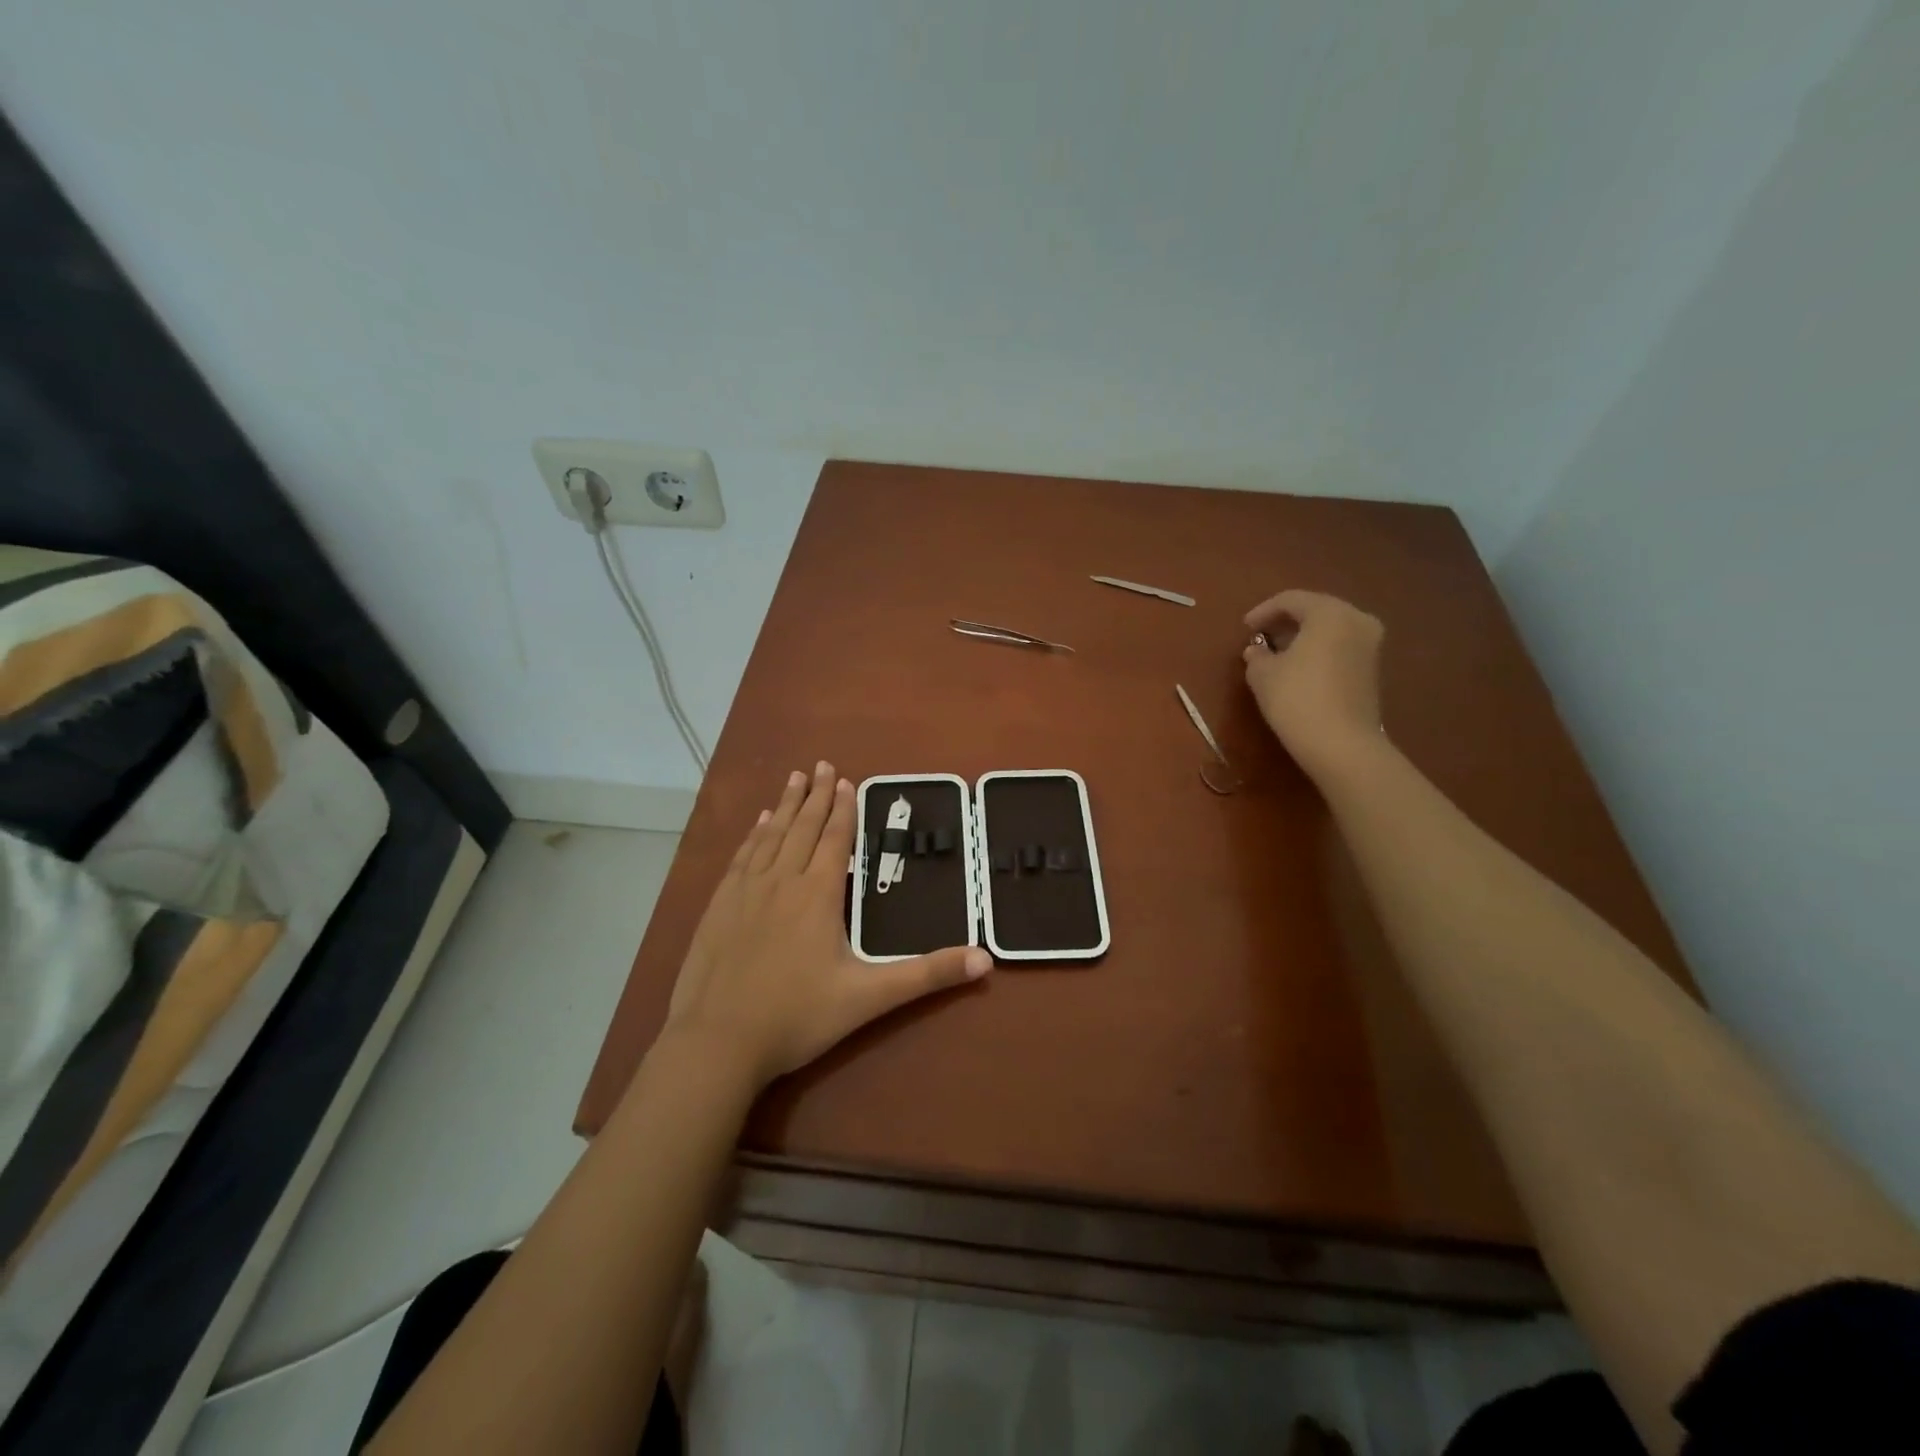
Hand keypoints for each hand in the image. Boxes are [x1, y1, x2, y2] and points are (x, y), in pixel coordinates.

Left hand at [664, 761, 990, 1090]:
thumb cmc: (797, 1017)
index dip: (843, 809)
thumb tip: (986, 959)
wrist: (717, 1043)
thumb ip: (927, 975)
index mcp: (818, 895)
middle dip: (815, 795)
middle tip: (821, 764)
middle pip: (803, 827)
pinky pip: (742, 857)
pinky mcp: (719, 907)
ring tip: (793, 778)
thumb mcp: (869, 997)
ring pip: (771, 836)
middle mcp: (782, 881)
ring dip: (785, 805)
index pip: (835, 839)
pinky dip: (754, 835)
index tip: (845, 780)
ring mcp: (745, 891)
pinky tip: (758, 825)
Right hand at [1241, 590, 1385, 779]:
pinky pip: (1340, 646)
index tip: (1244, 628)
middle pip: (1315, 610)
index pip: (1291, 600)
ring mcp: (1370, 645)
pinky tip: (1298, 667)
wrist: (1341, 744)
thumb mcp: (1263, 674)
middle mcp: (1357, 620)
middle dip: (1285, 622)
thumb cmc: (1296, 699)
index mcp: (1330, 613)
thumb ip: (1257, 654)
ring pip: (1330, 629)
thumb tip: (1258, 650)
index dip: (1263, 611)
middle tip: (1261, 636)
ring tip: (1277, 653)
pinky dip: (1318, 650)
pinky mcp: (1372, 668)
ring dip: (1303, 636)